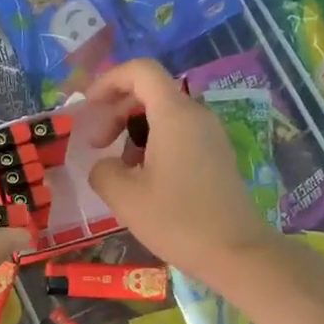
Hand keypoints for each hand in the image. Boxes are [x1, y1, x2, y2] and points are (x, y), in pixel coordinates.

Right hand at [78, 59, 278, 287]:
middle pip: (150, 93)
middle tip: (96, 145)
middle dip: (116, 111)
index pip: (141, 71)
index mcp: (175, 115)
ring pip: (164, 116)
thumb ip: (103, 171)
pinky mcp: (217, 157)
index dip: (109, 81)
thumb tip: (105, 166)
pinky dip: (154, 145)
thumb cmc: (178, 221)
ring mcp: (211, 136)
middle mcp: (196, 116)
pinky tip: (144, 180)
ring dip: (134, 131)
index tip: (88, 106)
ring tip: (120, 169)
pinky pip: (179, 135)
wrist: (235, 252)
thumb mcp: (125, 197)